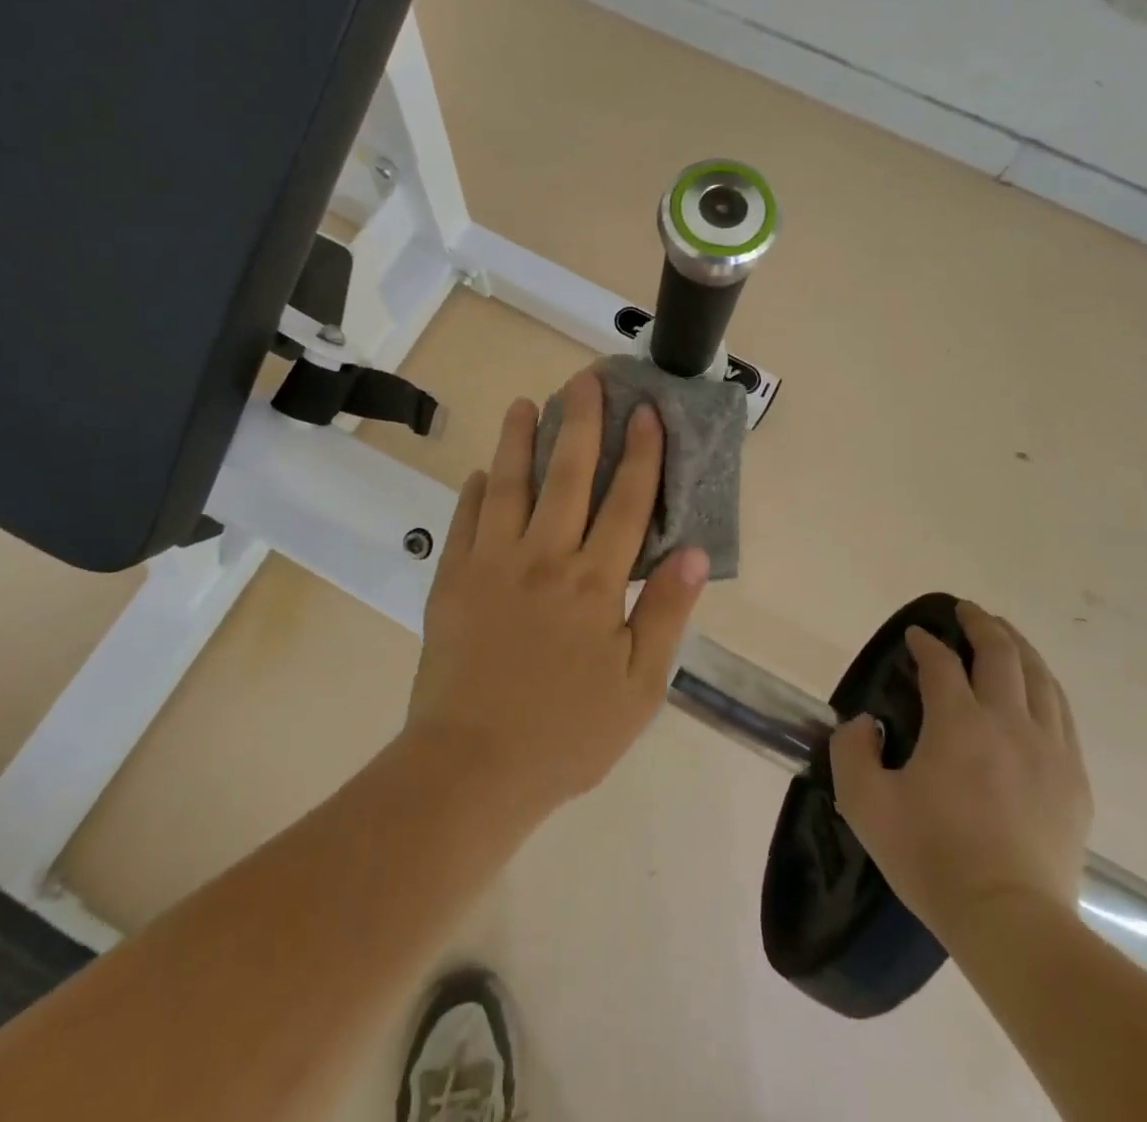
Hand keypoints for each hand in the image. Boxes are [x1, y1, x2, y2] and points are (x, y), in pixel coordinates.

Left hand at [407, 370, 709, 815]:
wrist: (472, 767)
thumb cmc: (567, 733)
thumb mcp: (639, 686)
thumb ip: (665, 613)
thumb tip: (695, 553)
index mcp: (593, 581)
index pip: (626, 501)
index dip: (640, 453)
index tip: (646, 410)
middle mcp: (544, 558)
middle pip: (566, 475)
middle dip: (580, 422)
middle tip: (583, 379)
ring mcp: (491, 564)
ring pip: (509, 485)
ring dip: (519, 440)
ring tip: (524, 403)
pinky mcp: (451, 581)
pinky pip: (464, 522)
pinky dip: (474, 492)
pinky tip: (481, 472)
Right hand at [830, 601, 1092, 945]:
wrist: (1010, 922)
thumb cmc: (932, 858)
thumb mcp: (864, 804)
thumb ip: (851, 750)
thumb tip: (865, 723)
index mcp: (958, 724)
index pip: (941, 664)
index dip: (925, 643)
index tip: (914, 637)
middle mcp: (1008, 723)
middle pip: (1001, 654)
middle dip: (981, 625)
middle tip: (965, 611)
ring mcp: (1049, 750)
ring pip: (1040, 678)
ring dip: (1019, 647)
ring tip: (1005, 634)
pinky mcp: (1074, 780)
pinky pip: (1063, 714)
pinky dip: (1046, 686)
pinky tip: (1038, 688)